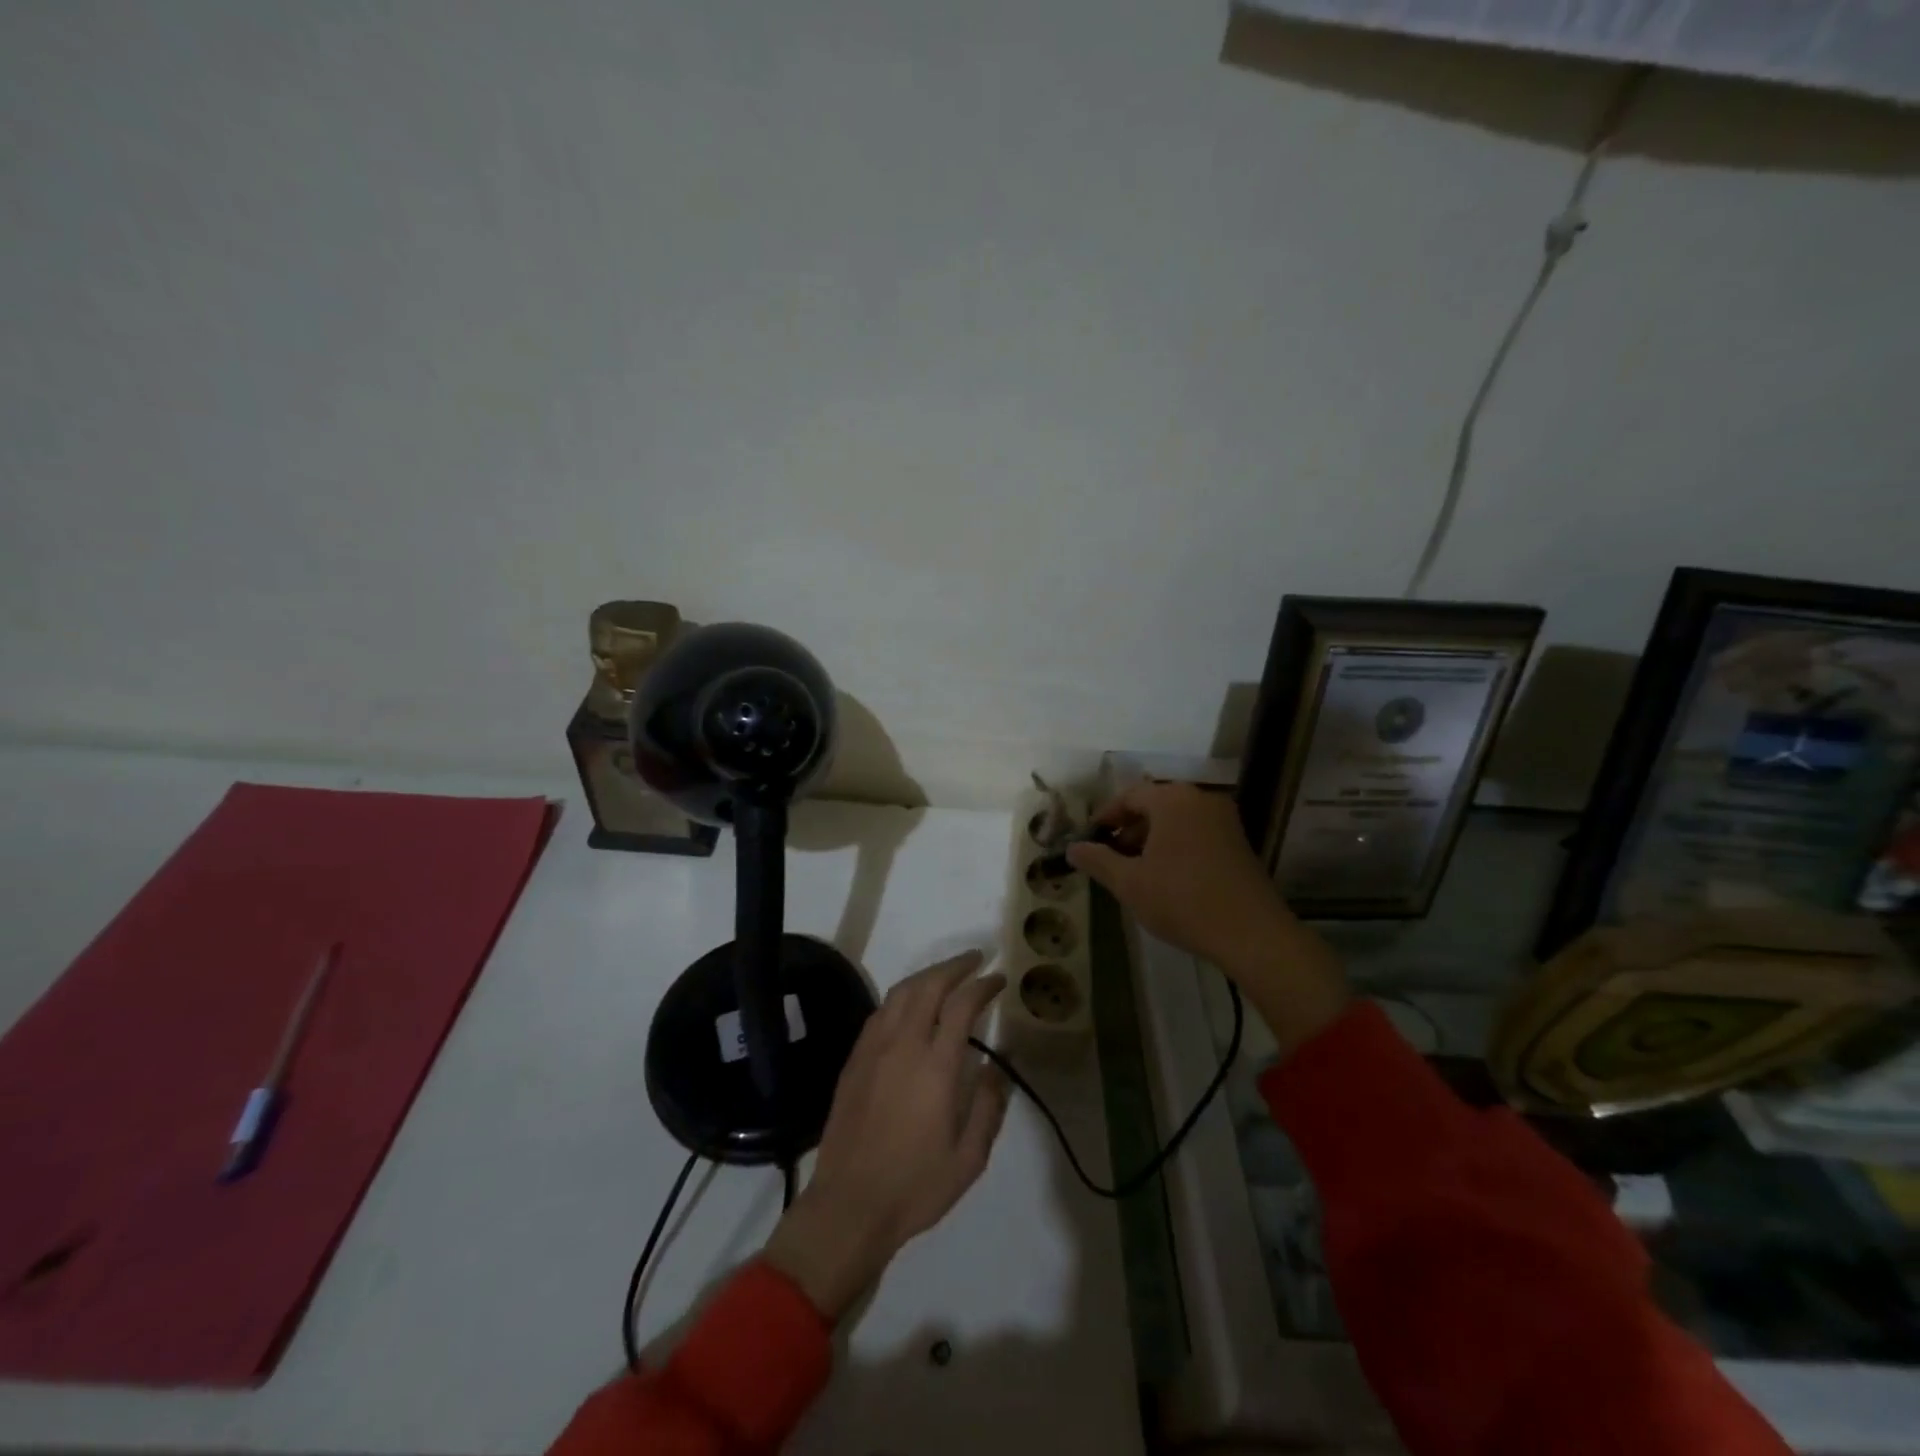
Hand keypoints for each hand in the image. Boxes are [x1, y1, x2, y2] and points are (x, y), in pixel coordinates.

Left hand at [763, 951, 1008, 1320]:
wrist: (849, 1205)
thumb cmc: (915, 1186)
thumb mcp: (969, 1159)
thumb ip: (989, 1108)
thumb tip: (998, 1068)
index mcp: (936, 1067)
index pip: (962, 1005)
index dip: (982, 985)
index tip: (998, 979)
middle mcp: (903, 1045)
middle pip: (928, 986)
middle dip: (955, 966)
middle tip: (975, 959)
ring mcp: (874, 1049)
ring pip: (900, 993)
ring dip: (926, 976)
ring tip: (946, 974)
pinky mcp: (854, 1060)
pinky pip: (879, 1012)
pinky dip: (901, 996)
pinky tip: (910, 1005)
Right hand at [1068, 781, 1348, 1055]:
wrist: (1252, 934)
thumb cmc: (1182, 901)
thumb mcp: (1129, 883)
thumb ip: (1097, 861)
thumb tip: (1072, 848)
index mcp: (1173, 800)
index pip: (1129, 796)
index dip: (1105, 817)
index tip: (1089, 840)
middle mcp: (1201, 800)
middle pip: (1154, 806)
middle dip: (1128, 830)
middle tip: (1109, 859)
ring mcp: (1224, 821)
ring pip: (1176, 821)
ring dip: (1151, 841)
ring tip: (1135, 873)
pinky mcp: (1238, 843)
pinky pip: (1196, 834)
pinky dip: (1175, 847)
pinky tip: (1165, 879)